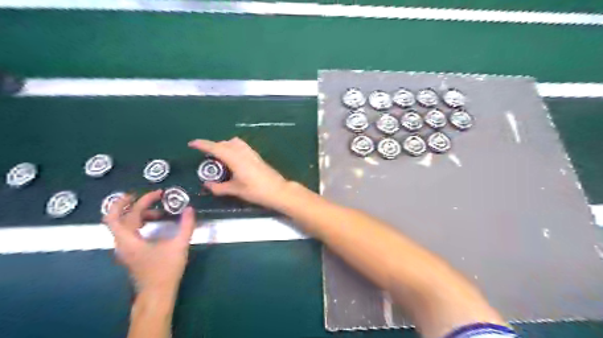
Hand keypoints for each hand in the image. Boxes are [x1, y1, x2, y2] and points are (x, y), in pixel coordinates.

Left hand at [103, 190, 195, 292]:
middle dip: (136, 204)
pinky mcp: (131, 253)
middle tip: (154, 197)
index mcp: (128, 240)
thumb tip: (190, 209)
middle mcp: (122, 243)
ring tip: (159, 213)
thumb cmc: (165, 270)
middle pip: (120, 218)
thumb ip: (186, 225)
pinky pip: (130, 232)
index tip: (155, 194)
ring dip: (139, 214)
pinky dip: (141, 223)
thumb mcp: (179, 245)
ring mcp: (125, 249)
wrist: (157, 293)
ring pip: (125, 225)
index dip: (134, 201)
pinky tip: (156, 225)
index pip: (120, 215)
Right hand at [189, 137, 290, 208]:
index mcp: (235, 158)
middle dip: (213, 146)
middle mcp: (242, 152)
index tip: (192, 144)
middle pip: (225, 143)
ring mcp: (251, 153)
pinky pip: (241, 146)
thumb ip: (220, 187)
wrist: (278, 190)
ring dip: (224, 146)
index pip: (216, 148)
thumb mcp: (236, 190)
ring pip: (234, 143)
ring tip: (219, 158)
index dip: (203, 144)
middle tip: (206, 156)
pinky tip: (233, 160)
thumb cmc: (256, 191)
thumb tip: (207, 185)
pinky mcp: (256, 156)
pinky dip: (233, 148)